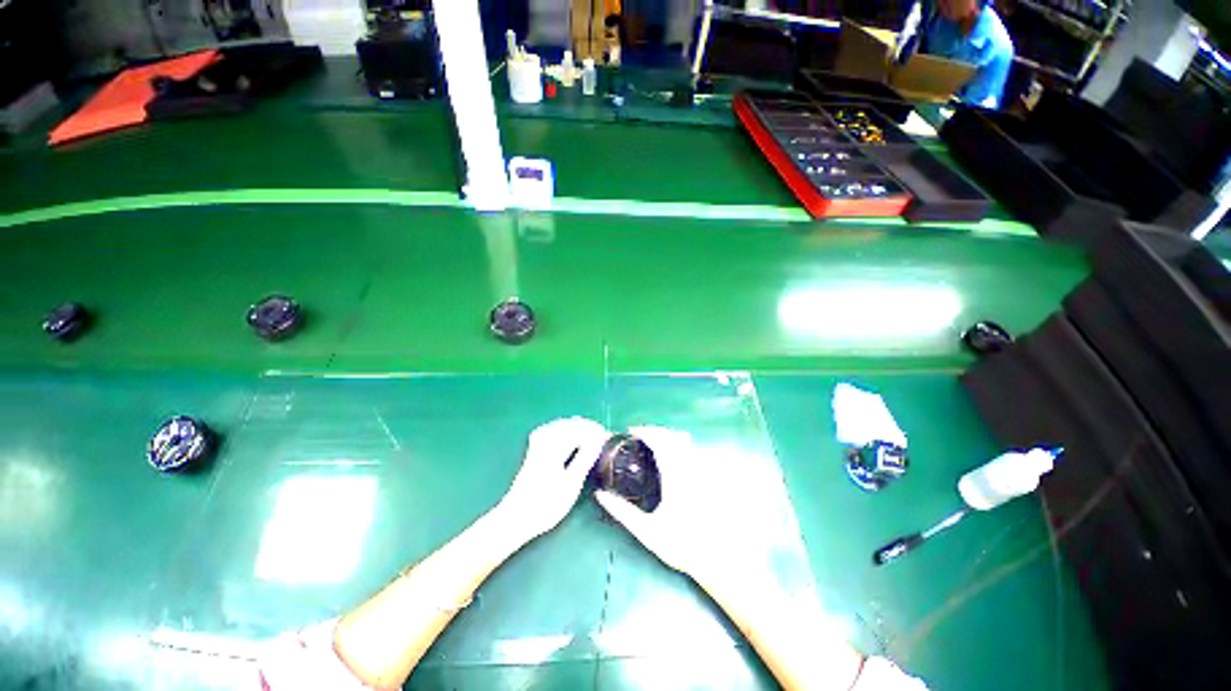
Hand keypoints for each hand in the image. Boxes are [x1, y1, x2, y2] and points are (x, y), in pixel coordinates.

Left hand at [498, 416, 608, 539]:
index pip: (577, 429)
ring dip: (575, 427)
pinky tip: (567, 434)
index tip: (605, 435)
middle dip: (585, 427)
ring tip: (589, 434)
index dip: (593, 430)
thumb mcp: (571, 484)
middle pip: (568, 424)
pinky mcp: (534, 450)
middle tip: (600, 435)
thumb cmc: (546, 504)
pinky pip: (551, 431)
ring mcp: (537, 444)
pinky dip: (563, 430)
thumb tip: (598, 439)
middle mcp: (544, 441)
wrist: (517, 517)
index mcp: (554, 447)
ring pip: (559, 426)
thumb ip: (585, 458)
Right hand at [595, 426, 747, 585]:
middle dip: (655, 430)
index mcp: (674, 477)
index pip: (659, 442)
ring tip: (653, 442)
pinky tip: (672, 456)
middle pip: (673, 437)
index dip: (644, 432)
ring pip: (685, 442)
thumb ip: (622, 512)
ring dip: (667, 437)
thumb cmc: (680, 546)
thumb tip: (600, 495)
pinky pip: (693, 452)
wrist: (717, 558)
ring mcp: (702, 471)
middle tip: (640, 435)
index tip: (631, 431)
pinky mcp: (709, 477)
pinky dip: (679, 446)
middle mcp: (690, 468)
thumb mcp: (647, 531)